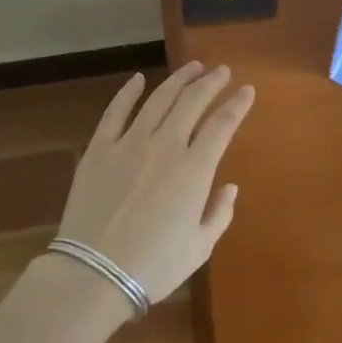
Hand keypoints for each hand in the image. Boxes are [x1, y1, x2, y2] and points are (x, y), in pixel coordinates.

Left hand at [56, 62, 253, 302]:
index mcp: (194, 169)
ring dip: (178, 79)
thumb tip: (230, 187)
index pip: (222, 124)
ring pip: (158, 99)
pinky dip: (128, 92)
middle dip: (211, 82)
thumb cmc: (154, 266)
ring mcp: (129, 143)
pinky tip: (138, 79)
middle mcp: (165, 146)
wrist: (94, 275)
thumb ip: (220, 213)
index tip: (247, 90)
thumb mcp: (199, 248)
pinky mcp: (99, 148)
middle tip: (222, 71)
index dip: (238, 104)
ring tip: (192, 67)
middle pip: (192, 102)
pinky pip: (116, 111)